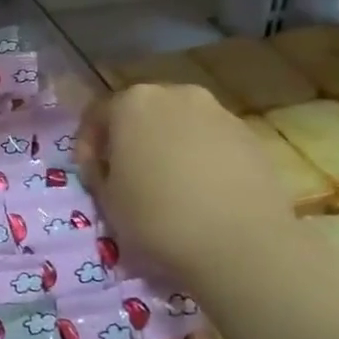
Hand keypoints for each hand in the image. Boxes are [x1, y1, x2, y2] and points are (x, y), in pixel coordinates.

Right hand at [77, 83, 294, 279]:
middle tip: (127, 176)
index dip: (87, 146)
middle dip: (131, 140)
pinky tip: (202, 192)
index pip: (96, 114)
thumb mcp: (106, 200)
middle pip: (142, 112)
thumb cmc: (158, 217)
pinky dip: (200, 158)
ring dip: (168, 147)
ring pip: (180, 124)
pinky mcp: (250, 136)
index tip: (91, 176)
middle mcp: (176, 94)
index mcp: (133, 103)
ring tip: (169, 186)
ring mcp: (218, 112)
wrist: (240, 243)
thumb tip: (110, 167)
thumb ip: (101, 173)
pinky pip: (212, 141)